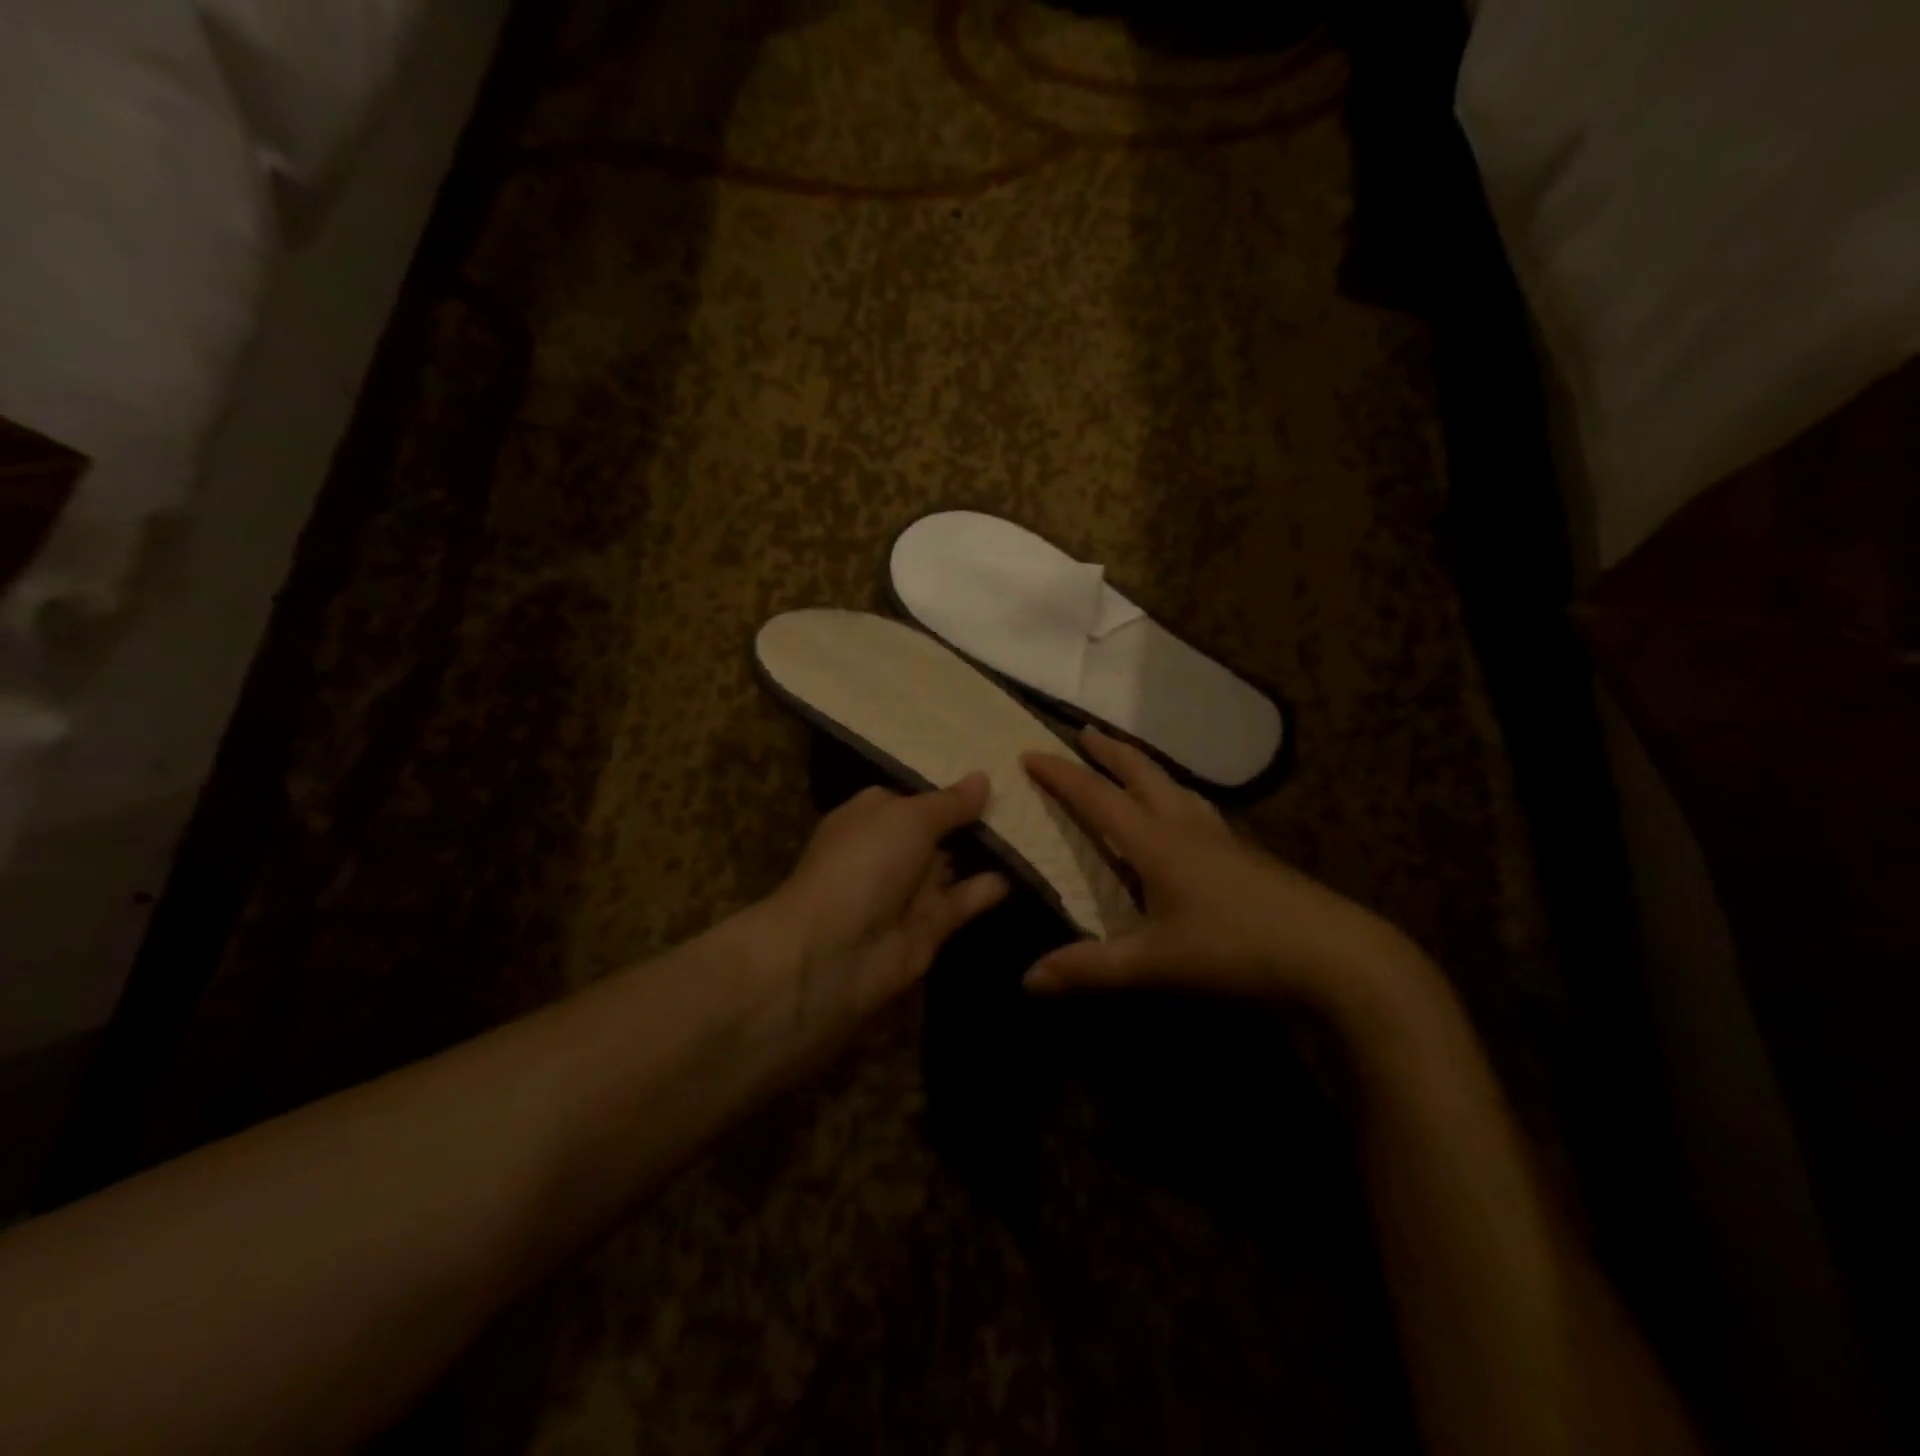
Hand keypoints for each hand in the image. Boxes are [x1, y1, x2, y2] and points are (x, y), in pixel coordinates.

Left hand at [760, 773, 1009, 1042]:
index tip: (995, 773)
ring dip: (989, 851)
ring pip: (955, 864)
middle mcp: (890, 849)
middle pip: (939, 830)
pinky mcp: (930, 925)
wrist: (836, 950)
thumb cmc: (866, 863)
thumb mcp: (909, 818)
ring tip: (1036, 828)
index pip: (915, 795)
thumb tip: (982, 778)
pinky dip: (990, 887)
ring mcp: (909, 889)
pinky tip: (1026, 869)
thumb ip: (949, 803)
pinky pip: (965, 900)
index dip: (950, 787)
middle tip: (1029, 797)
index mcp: (872, 815)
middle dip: (976, 817)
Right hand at [1020, 729, 1430, 1015]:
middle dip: (1108, 751)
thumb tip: (1026, 980)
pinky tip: (1186, 816)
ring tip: (1130, 763)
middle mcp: (1186, 827)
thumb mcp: (1154, 965)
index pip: (1097, 797)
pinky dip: (1177, 796)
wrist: (1335, 956)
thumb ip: (1089, 969)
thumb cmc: (1235, 951)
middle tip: (1083, 731)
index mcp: (1156, 842)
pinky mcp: (1248, 855)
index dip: (1060, 775)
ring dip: (1144, 767)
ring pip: (1176, 786)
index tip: (1029, 753)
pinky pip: (1200, 809)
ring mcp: (1223, 838)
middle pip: (1141, 773)